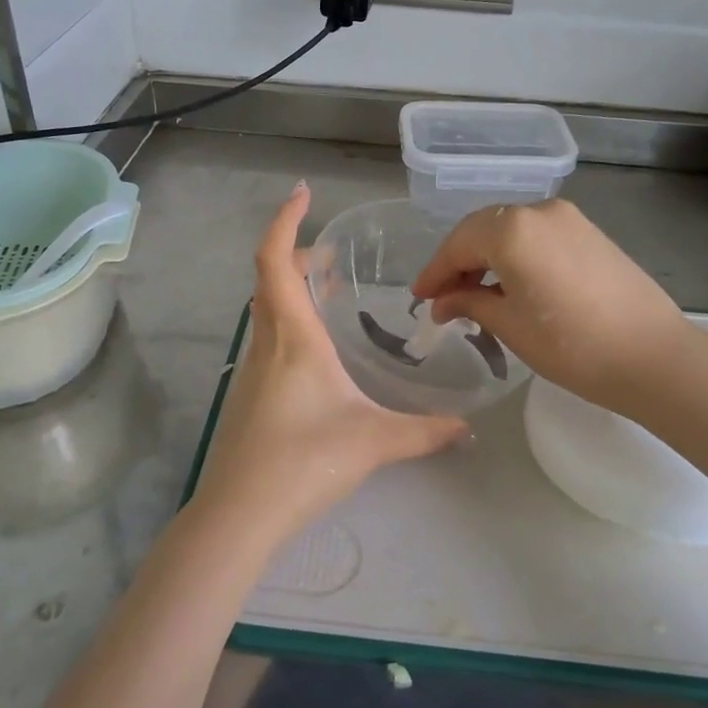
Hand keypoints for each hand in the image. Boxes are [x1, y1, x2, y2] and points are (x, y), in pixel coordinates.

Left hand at [191, 183, 467, 546]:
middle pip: (269, 279)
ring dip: (289, 289)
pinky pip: (267, 339)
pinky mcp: (249, 396)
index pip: (275, 261)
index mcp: (293, 338)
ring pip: (266, 310)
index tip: (304, 193)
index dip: (285, 221)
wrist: (240, 514)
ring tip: (326, 292)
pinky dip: (288, 322)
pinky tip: (316, 352)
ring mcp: (252, 370)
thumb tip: (468, 428)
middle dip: (295, 254)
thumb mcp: (374, 442)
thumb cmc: (304, 462)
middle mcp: (267, 344)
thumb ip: (425, 432)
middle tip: (330, 256)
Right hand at [411, 199, 703, 419]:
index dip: (435, 272)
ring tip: (473, 294)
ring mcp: (569, 218)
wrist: (653, 357)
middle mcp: (539, 211)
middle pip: (483, 230)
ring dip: (486, 257)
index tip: (419, 298)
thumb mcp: (509, 325)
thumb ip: (469, 302)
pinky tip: (509, 284)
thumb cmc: (572, 346)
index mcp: (513, 229)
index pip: (458, 245)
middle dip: (458, 262)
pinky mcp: (590, 232)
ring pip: (510, 230)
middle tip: (442, 297)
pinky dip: (515, 254)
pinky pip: (537, 235)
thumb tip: (443, 302)